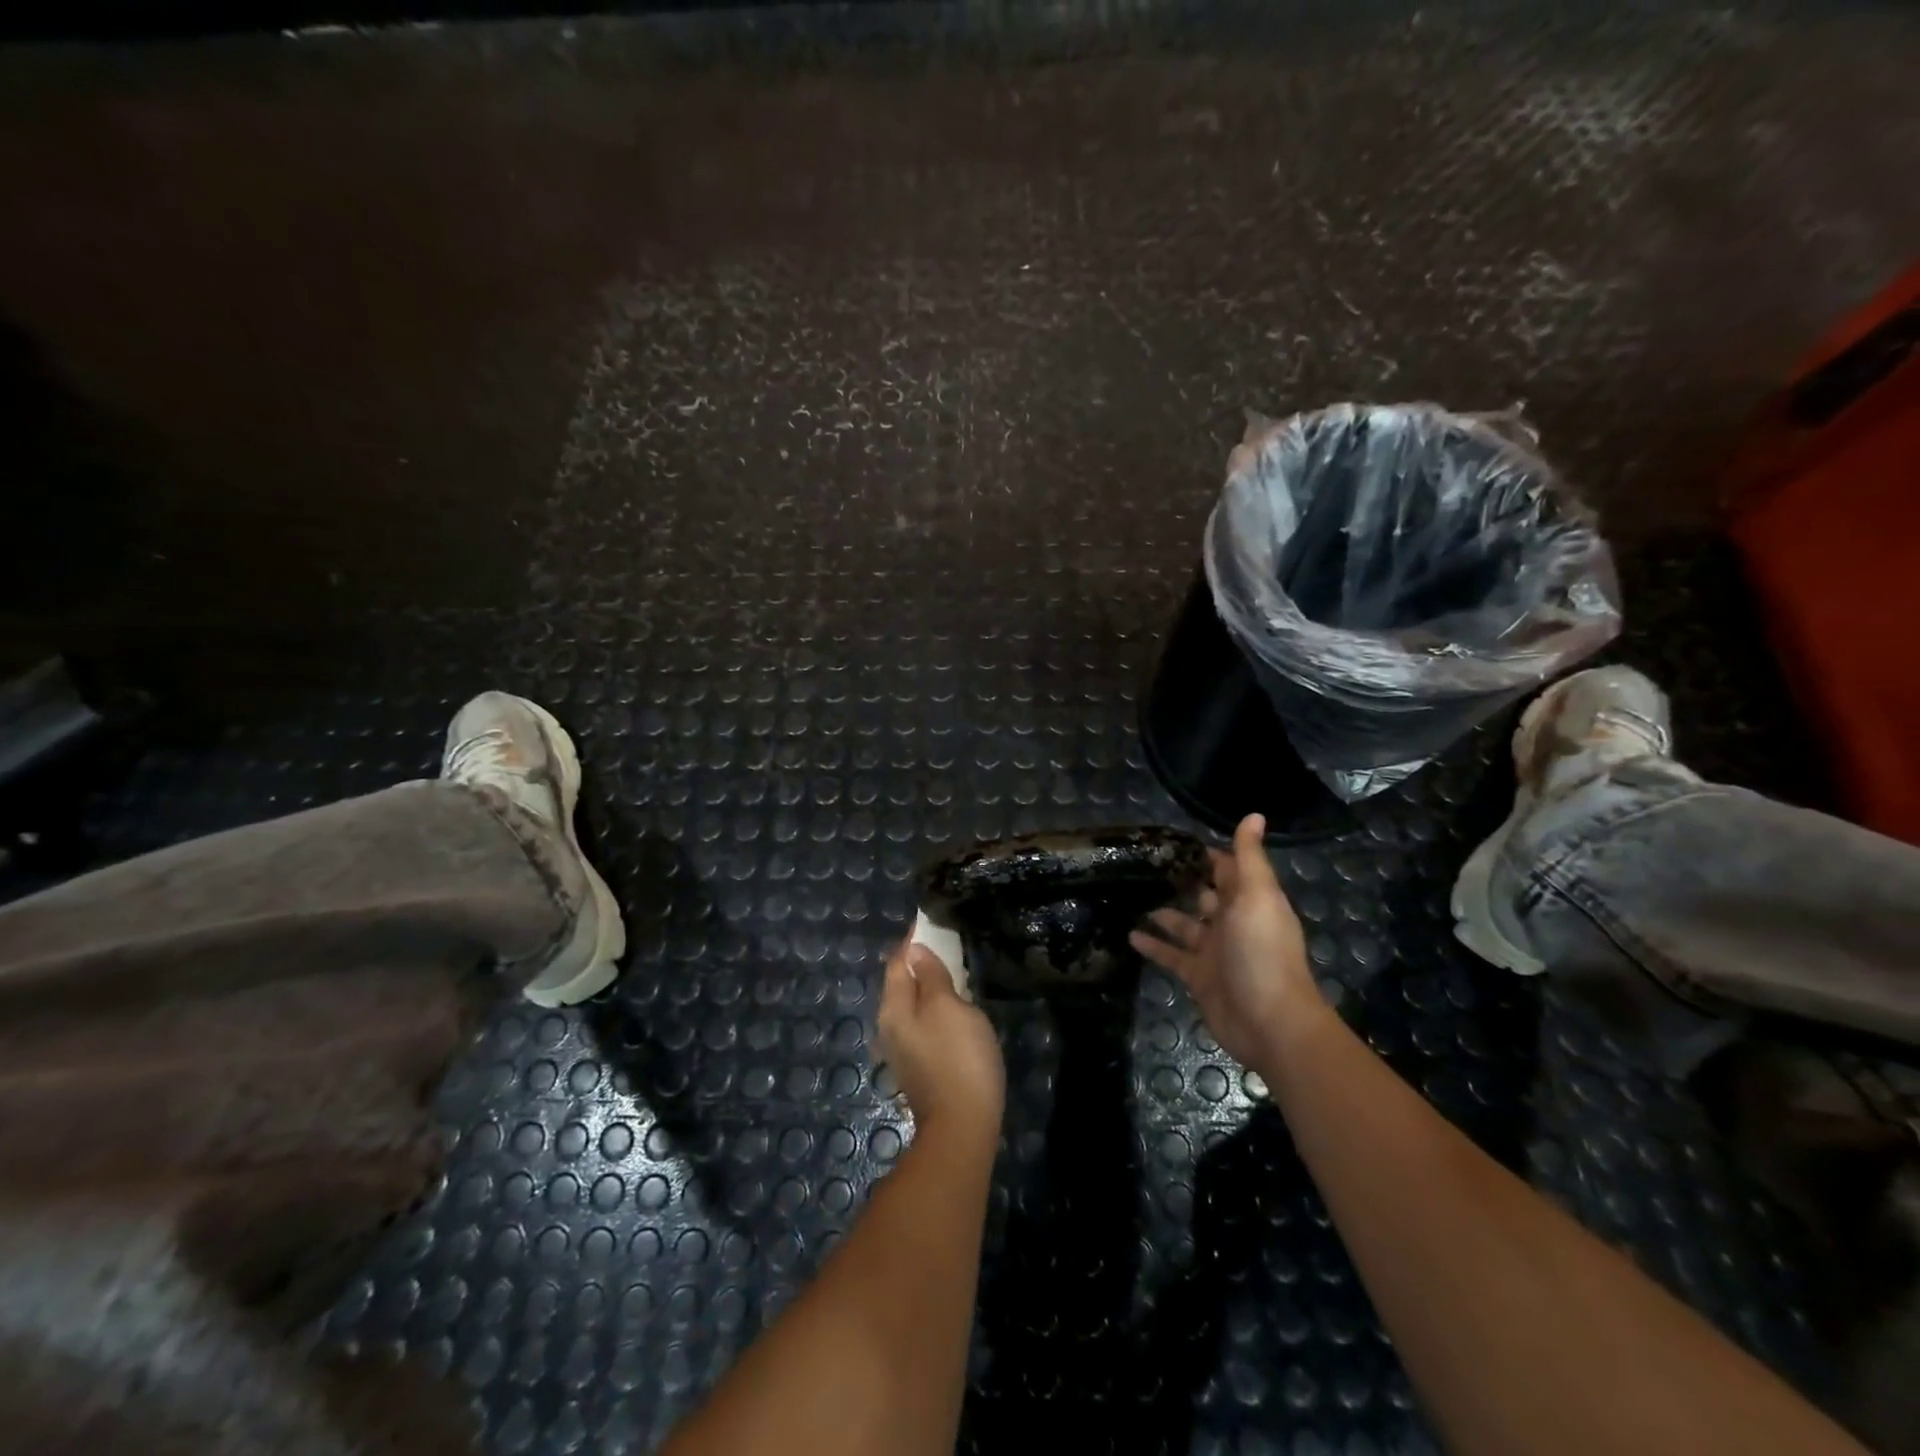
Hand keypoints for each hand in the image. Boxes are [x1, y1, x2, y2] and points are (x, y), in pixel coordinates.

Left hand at [878, 940, 1005, 1150]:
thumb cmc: (958, 1057)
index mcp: (893, 1008)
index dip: (912, 941)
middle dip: (920, 961)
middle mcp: (890, 1027)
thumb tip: (915, 950)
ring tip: (952, 968)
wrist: (963, 1126)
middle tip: (945, 941)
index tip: (929, 921)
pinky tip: (954, 1006)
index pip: (898, 962)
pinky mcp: (921, 1066)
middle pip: (902, 983)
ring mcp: (905, 1049)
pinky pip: (924, 1023)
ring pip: (913, 1004)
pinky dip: (935, 1006)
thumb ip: (931, 976)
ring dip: (928, 984)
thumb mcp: (948, 1007)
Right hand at [1130, 813, 1323, 1070]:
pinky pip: (1171, 955)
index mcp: (1251, 901)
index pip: (1228, 869)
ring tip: (1131, 894)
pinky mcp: (1197, 977)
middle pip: (1205, 896)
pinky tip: (1129, 935)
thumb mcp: (1257, 896)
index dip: (1207, 854)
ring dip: (1163, 912)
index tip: (1175, 840)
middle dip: (1182, 880)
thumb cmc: (1263, 952)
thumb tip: (1254, 815)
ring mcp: (1214, 952)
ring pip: (1184, 925)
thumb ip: (1250, 857)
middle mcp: (1233, 923)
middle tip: (1145, 864)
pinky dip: (1153, 945)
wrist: (1269, 1021)